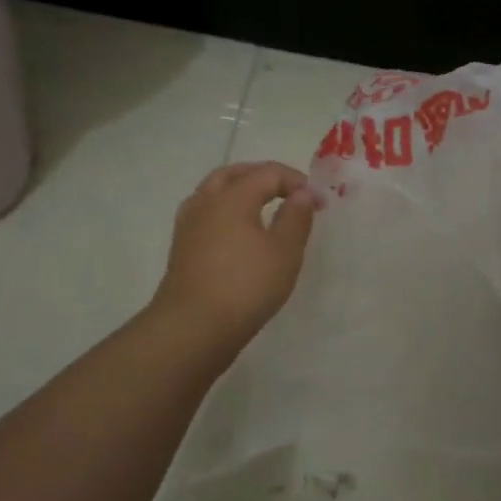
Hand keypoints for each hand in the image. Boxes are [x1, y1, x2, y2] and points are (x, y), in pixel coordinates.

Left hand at [149, 161, 318, 350]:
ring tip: (261, 207)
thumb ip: (296, 218)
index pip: (267, 173)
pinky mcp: (181, 248)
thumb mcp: (285, 252)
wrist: (193, 327)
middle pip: (234, 174)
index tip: (319, 203)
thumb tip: (302, 193)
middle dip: (263, 176)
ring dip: (239, 190)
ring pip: (213, 192)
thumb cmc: (246, 286)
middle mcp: (206, 202)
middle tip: (287, 191)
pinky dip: (225, 211)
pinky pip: (205, 213)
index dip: (297, 181)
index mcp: (232, 197)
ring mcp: (188, 225)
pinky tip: (237, 232)